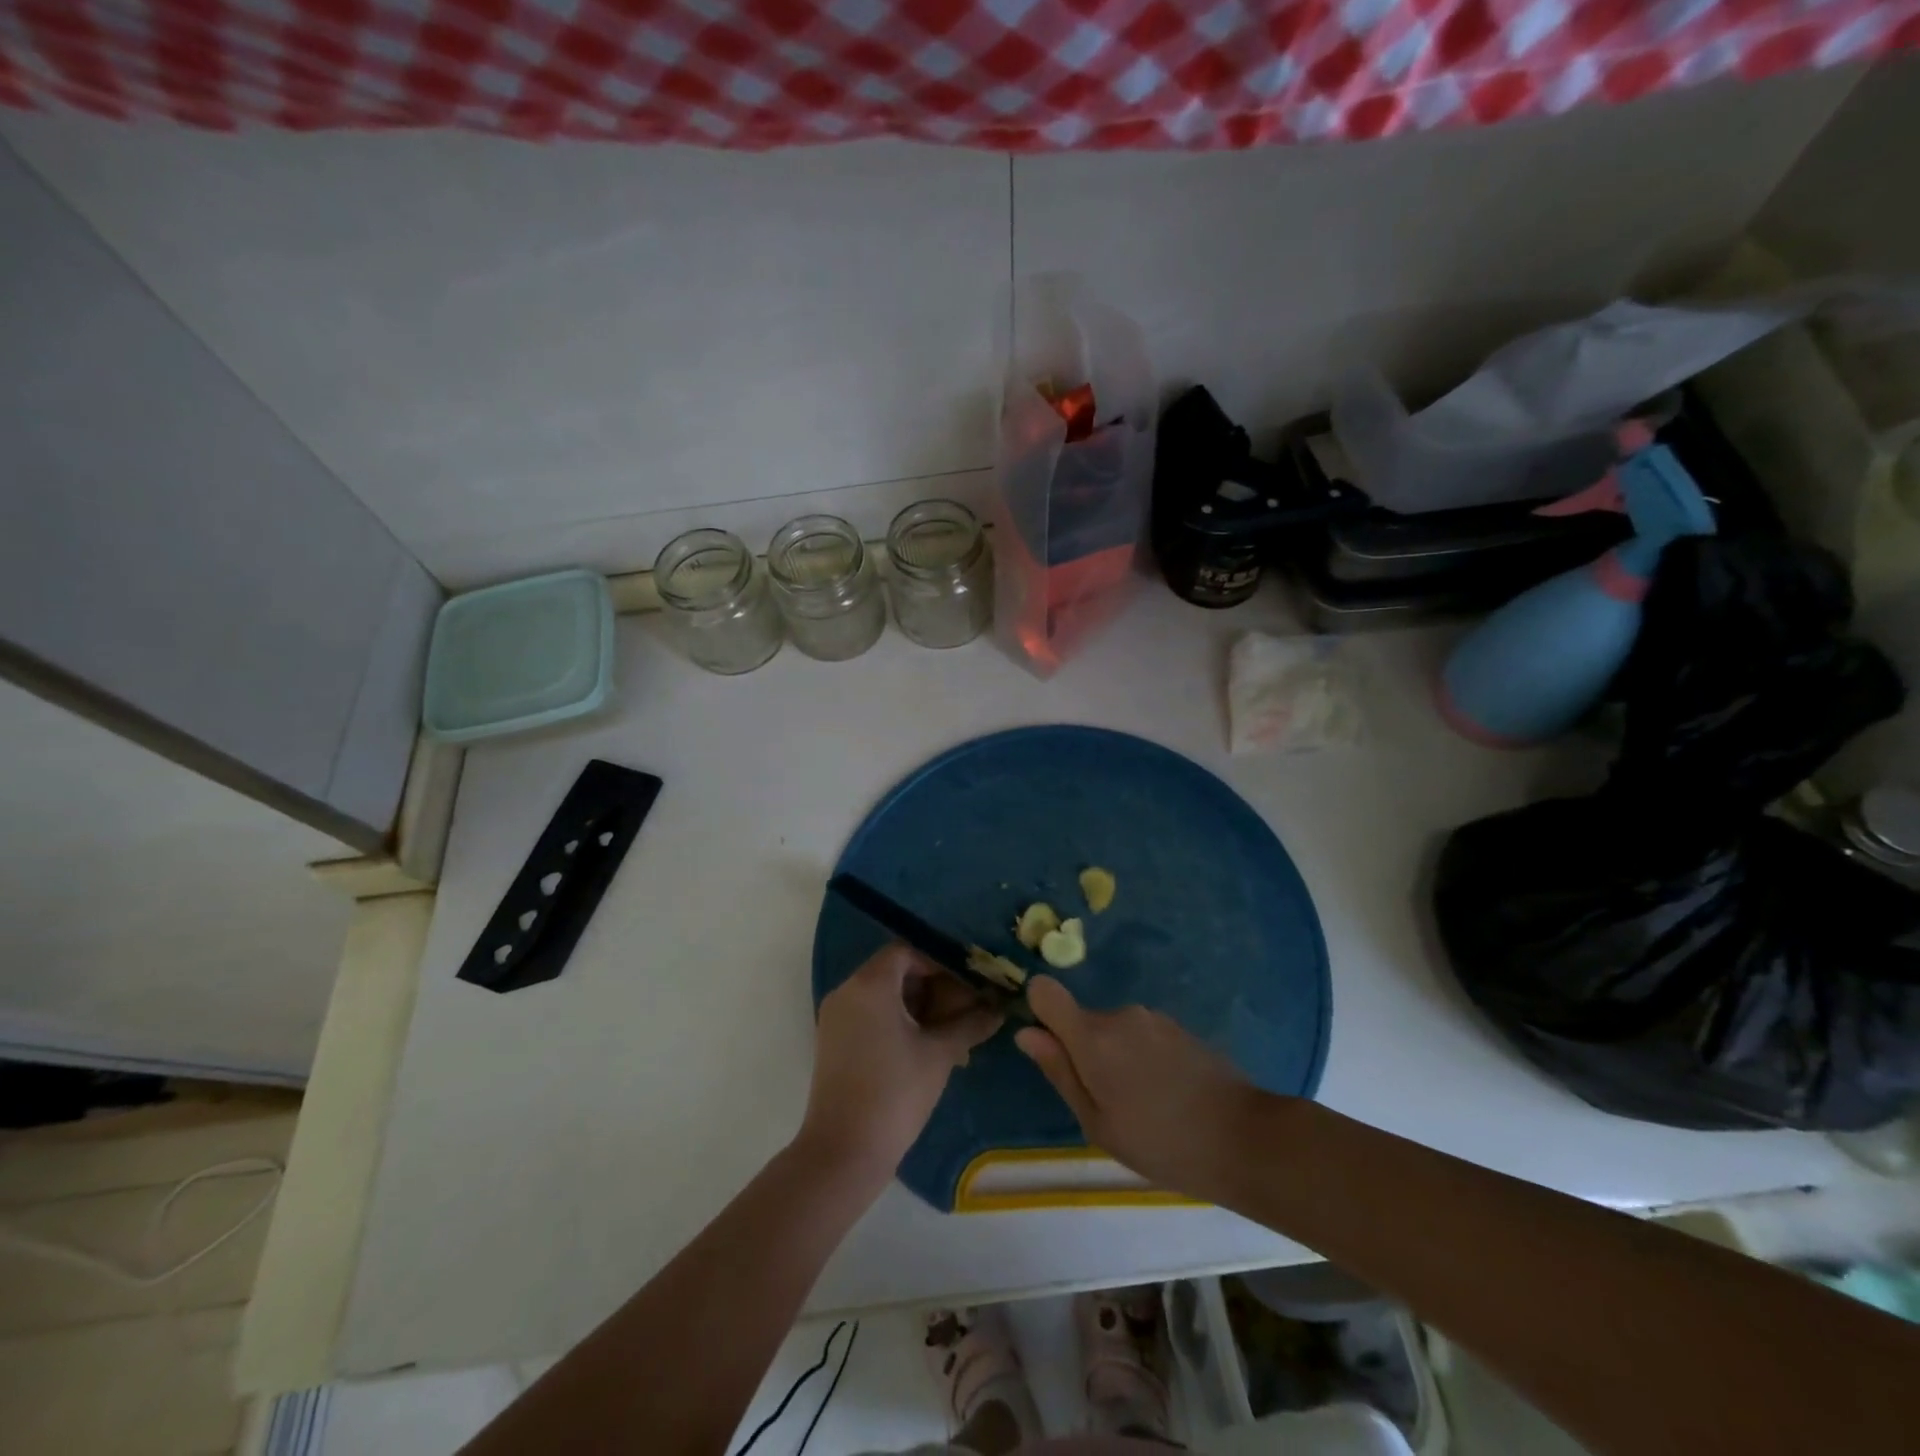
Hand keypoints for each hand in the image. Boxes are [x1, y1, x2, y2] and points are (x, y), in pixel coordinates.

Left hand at [798, 944, 1003, 1190]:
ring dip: (918, 1006)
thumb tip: (998, 1009)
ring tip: (951, 1031)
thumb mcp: (940, 1055)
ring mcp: (836, 1017)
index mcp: (870, 984)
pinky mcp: (834, 1041)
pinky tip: (925, 1047)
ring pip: (883, 995)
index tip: (968, 982)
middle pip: (895, 971)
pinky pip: (870, 1015)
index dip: (940, 962)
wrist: (844, 1152)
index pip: (908, 952)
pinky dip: (897, 1021)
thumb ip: (970, 1024)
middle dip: (933, 986)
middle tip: (965, 1008)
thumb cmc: (895, 1093)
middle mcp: (847, 991)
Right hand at [1015, 976, 1263, 1201]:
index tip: (1051, 1047)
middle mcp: (1120, 1014)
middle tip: (1109, 1103)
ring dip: (1116, 1057)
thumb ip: (1060, 1072)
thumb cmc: (1162, 1143)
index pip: (1045, 991)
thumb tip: (1026, 1033)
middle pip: (1081, 1019)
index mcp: (1092, 1037)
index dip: (1039, 1011)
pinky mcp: (1179, 1027)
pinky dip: (1143, 1058)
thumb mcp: (1098, 1123)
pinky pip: (1142, 1035)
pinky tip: (1168, 1096)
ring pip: (1113, 1030)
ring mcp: (1153, 1018)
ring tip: (1144, 1105)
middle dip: (1084, 1051)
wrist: (1246, 1139)